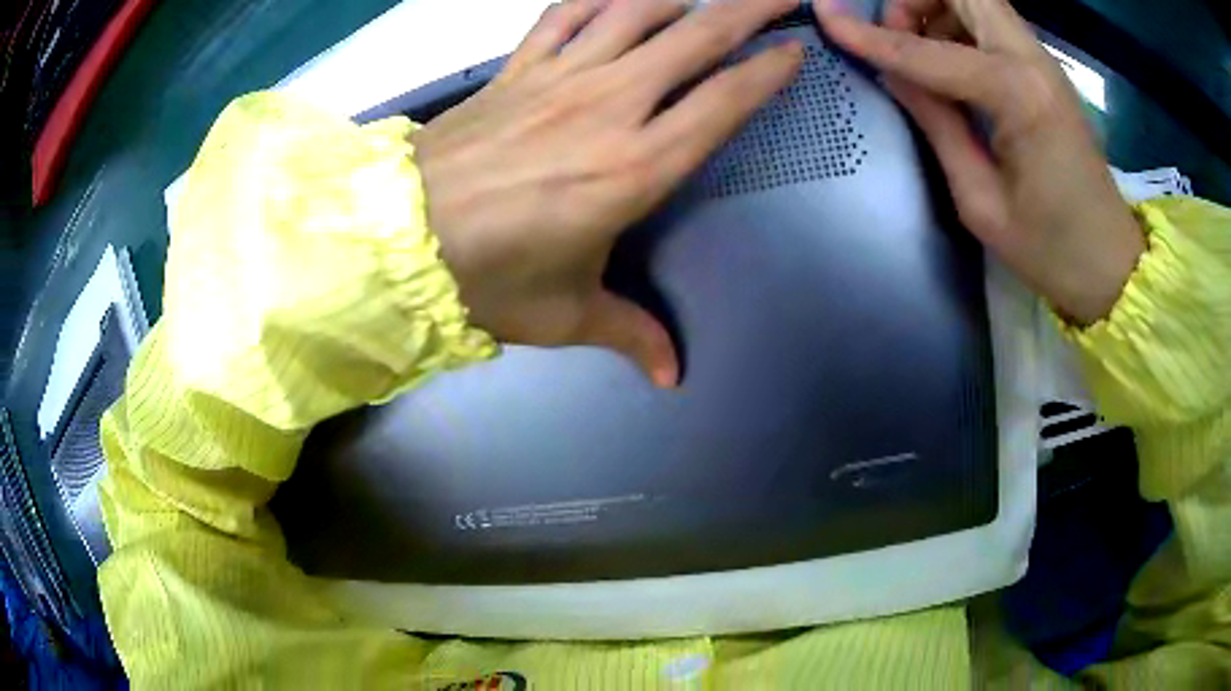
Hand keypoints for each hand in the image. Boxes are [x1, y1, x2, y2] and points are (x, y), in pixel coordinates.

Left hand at [413, 0, 803, 386]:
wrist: (398, 239)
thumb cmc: (488, 279)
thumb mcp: (566, 315)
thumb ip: (630, 335)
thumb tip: (671, 377)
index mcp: (636, 167)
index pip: (723, 102)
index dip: (766, 72)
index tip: (794, 51)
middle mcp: (609, 106)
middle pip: (695, 37)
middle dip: (746, 7)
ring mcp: (560, 78)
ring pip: (637, 11)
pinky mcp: (518, 69)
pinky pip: (566, 13)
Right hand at [813, 0, 1144, 324]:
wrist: (1110, 263)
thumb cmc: (1051, 249)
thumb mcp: (981, 202)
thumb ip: (937, 125)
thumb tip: (894, 75)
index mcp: (1019, 96)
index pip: (930, 51)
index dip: (873, 36)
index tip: (826, 17)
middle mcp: (1032, 61)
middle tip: (897, 37)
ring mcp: (1042, 62)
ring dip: (936, 9)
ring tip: (921, 53)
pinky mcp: (1045, 71)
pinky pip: (992, 23)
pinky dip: (959, 26)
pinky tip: (951, 65)